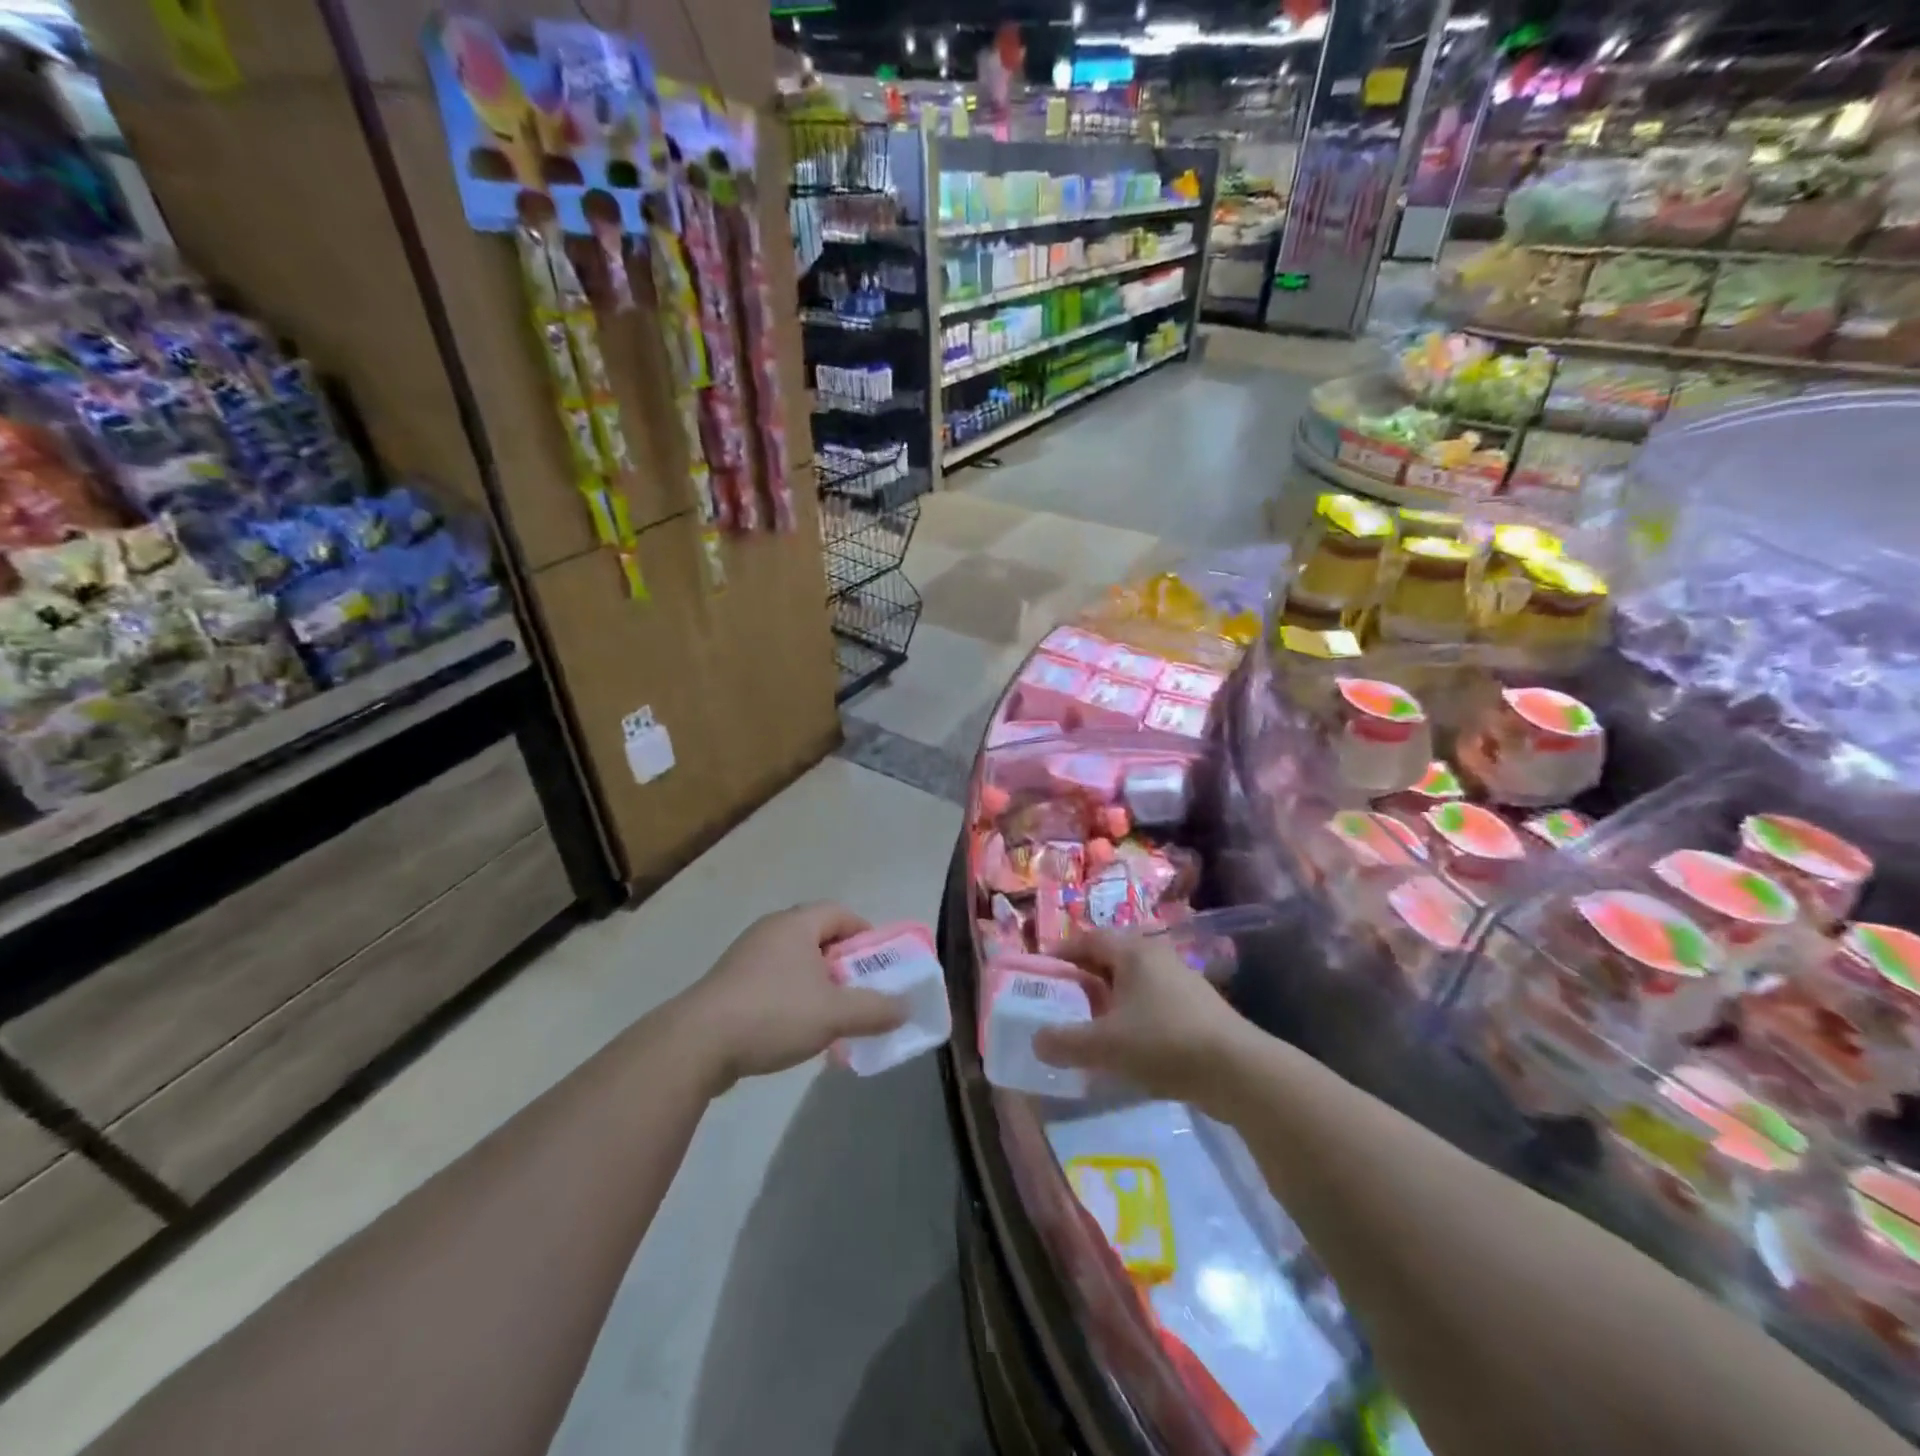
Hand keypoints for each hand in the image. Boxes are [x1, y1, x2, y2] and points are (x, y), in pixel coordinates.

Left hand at [676, 903, 908, 1092]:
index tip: (878, 963)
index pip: (840, 912)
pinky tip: (797, 1034)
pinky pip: (772, 985)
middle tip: (859, 993)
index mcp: (795, 925)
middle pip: (818, 938)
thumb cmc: (774, 1013)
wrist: (696, 1044)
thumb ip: (875, 1009)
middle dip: (843, 966)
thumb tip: (906, 1007)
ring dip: (818, 988)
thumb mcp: (835, 1013)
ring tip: (831, 1020)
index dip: (864, 933)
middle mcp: (769, 932)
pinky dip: (792, 1002)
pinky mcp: (728, 987)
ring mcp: (745, 959)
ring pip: (795, 965)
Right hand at [1032, 929, 1252, 1105]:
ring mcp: (1180, 979)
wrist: (1238, 1069)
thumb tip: (1036, 1040)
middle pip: (1110, 958)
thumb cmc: (1163, 1042)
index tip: (1041, 972)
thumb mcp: (1105, 1045)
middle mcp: (1156, 956)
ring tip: (1091, 1024)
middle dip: (1084, 977)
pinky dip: (1132, 1014)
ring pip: (1132, 981)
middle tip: (1062, 1000)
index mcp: (1132, 951)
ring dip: (1109, 997)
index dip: (1061, 953)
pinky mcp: (1197, 1006)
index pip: (1087, 939)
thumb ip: (1065, 1042)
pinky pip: (1151, 1000)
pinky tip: (1127, 1044)